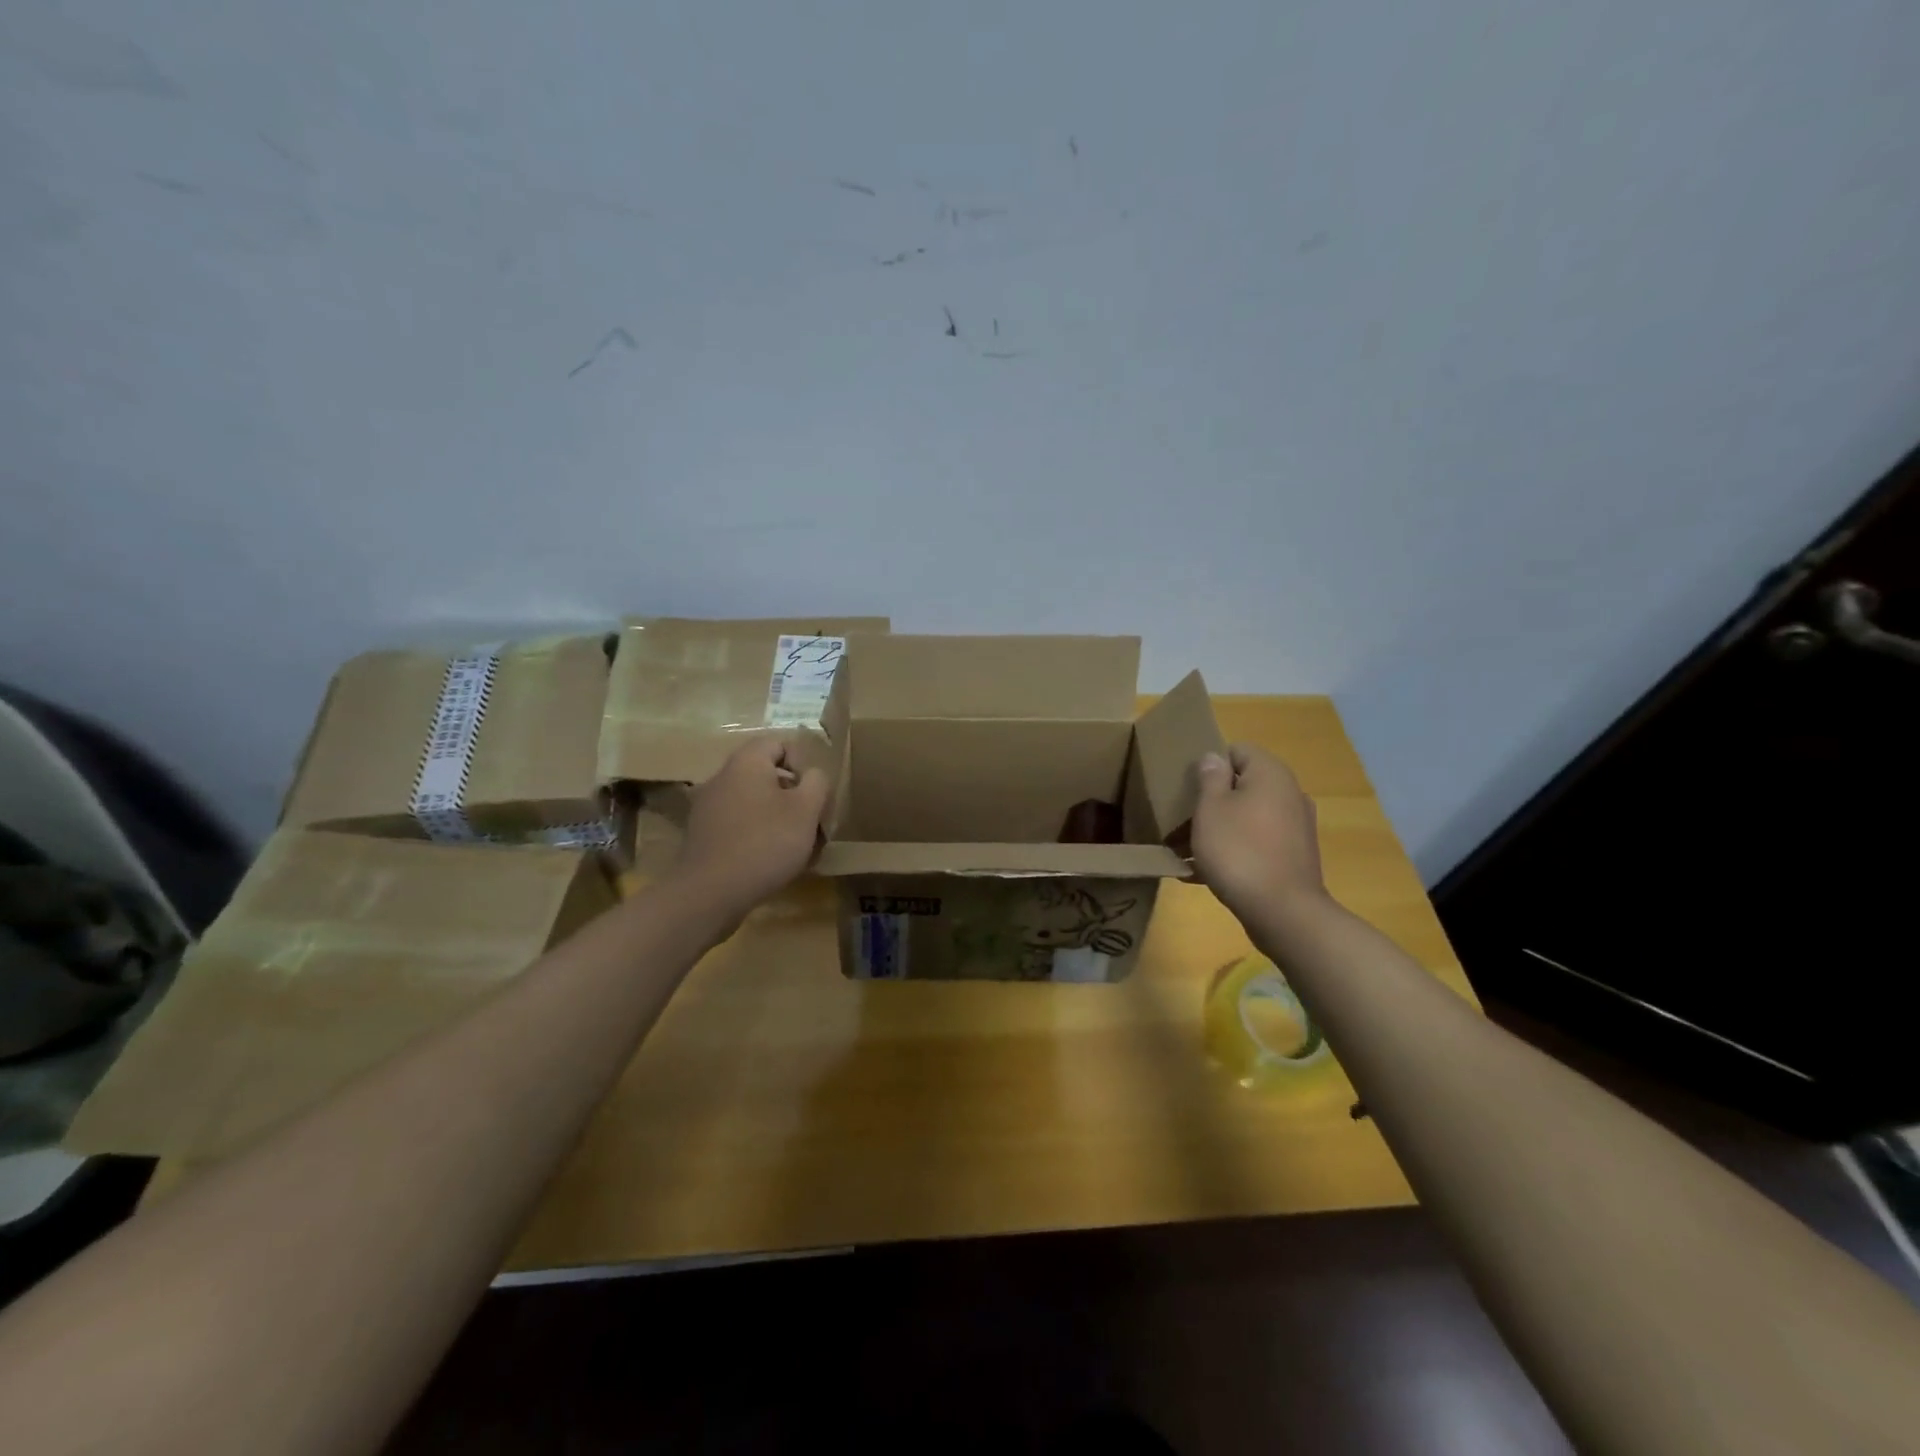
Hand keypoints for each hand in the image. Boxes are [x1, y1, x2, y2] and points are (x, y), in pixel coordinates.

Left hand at [671, 737, 829, 920]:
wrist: (710, 893)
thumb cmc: (765, 843)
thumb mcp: (806, 810)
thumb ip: (817, 783)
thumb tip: (812, 775)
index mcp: (746, 763)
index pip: (779, 744)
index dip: (803, 763)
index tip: (814, 793)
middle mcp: (722, 777)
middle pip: (766, 775)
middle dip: (793, 796)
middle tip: (811, 822)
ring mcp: (708, 807)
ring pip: (754, 802)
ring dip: (777, 818)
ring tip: (796, 848)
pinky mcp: (703, 835)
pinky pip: (738, 825)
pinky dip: (757, 836)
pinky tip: (769, 862)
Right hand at [1191, 744, 1327, 923]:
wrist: (1283, 912)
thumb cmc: (1239, 851)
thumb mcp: (1210, 809)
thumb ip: (1210, 778)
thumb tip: (1214, 758)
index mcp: (1271, 774)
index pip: (1237, 750)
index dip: (1210, 764)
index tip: (1187, 788)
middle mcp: (1289, 794)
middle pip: (1242, 786)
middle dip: (1209, 802)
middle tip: (1180, 821)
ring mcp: (1295, 827)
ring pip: (1246, 817)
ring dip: (1217, 829)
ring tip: (1184, 852)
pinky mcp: (1293, 857)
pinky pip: (1255, 843)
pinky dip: (1232, 851)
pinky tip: (1202, 874)